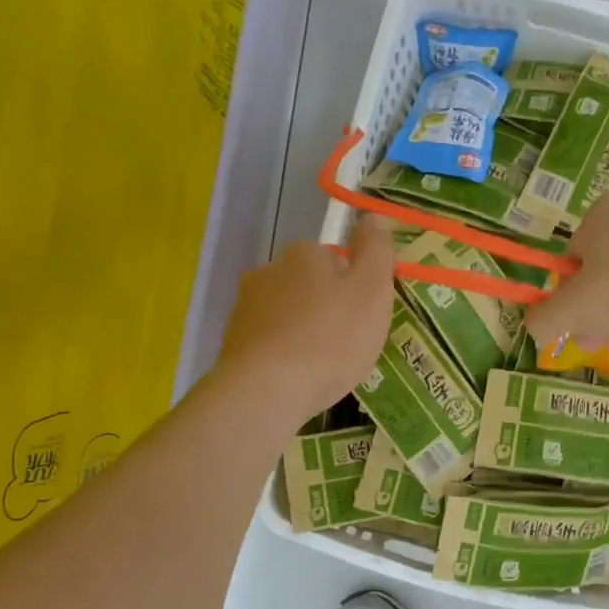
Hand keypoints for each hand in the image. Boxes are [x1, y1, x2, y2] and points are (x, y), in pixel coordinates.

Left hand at [218, 216, 394, 420]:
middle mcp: (269, 269)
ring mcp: (245, 305)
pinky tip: (295, 377)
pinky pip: (269, 339)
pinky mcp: (232, 340)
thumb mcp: (371, 290)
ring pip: (287, 312)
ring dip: (303, 330)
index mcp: (304, 253)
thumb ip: (376, 250)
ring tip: (320, 365)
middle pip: (309, 284)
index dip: (354, 285)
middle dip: (326, 307)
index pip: (336, 258)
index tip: (364, 316)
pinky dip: (283, 352)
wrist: (267, 390)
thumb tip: (371, 217)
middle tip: (346, 343)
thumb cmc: (331, 338)